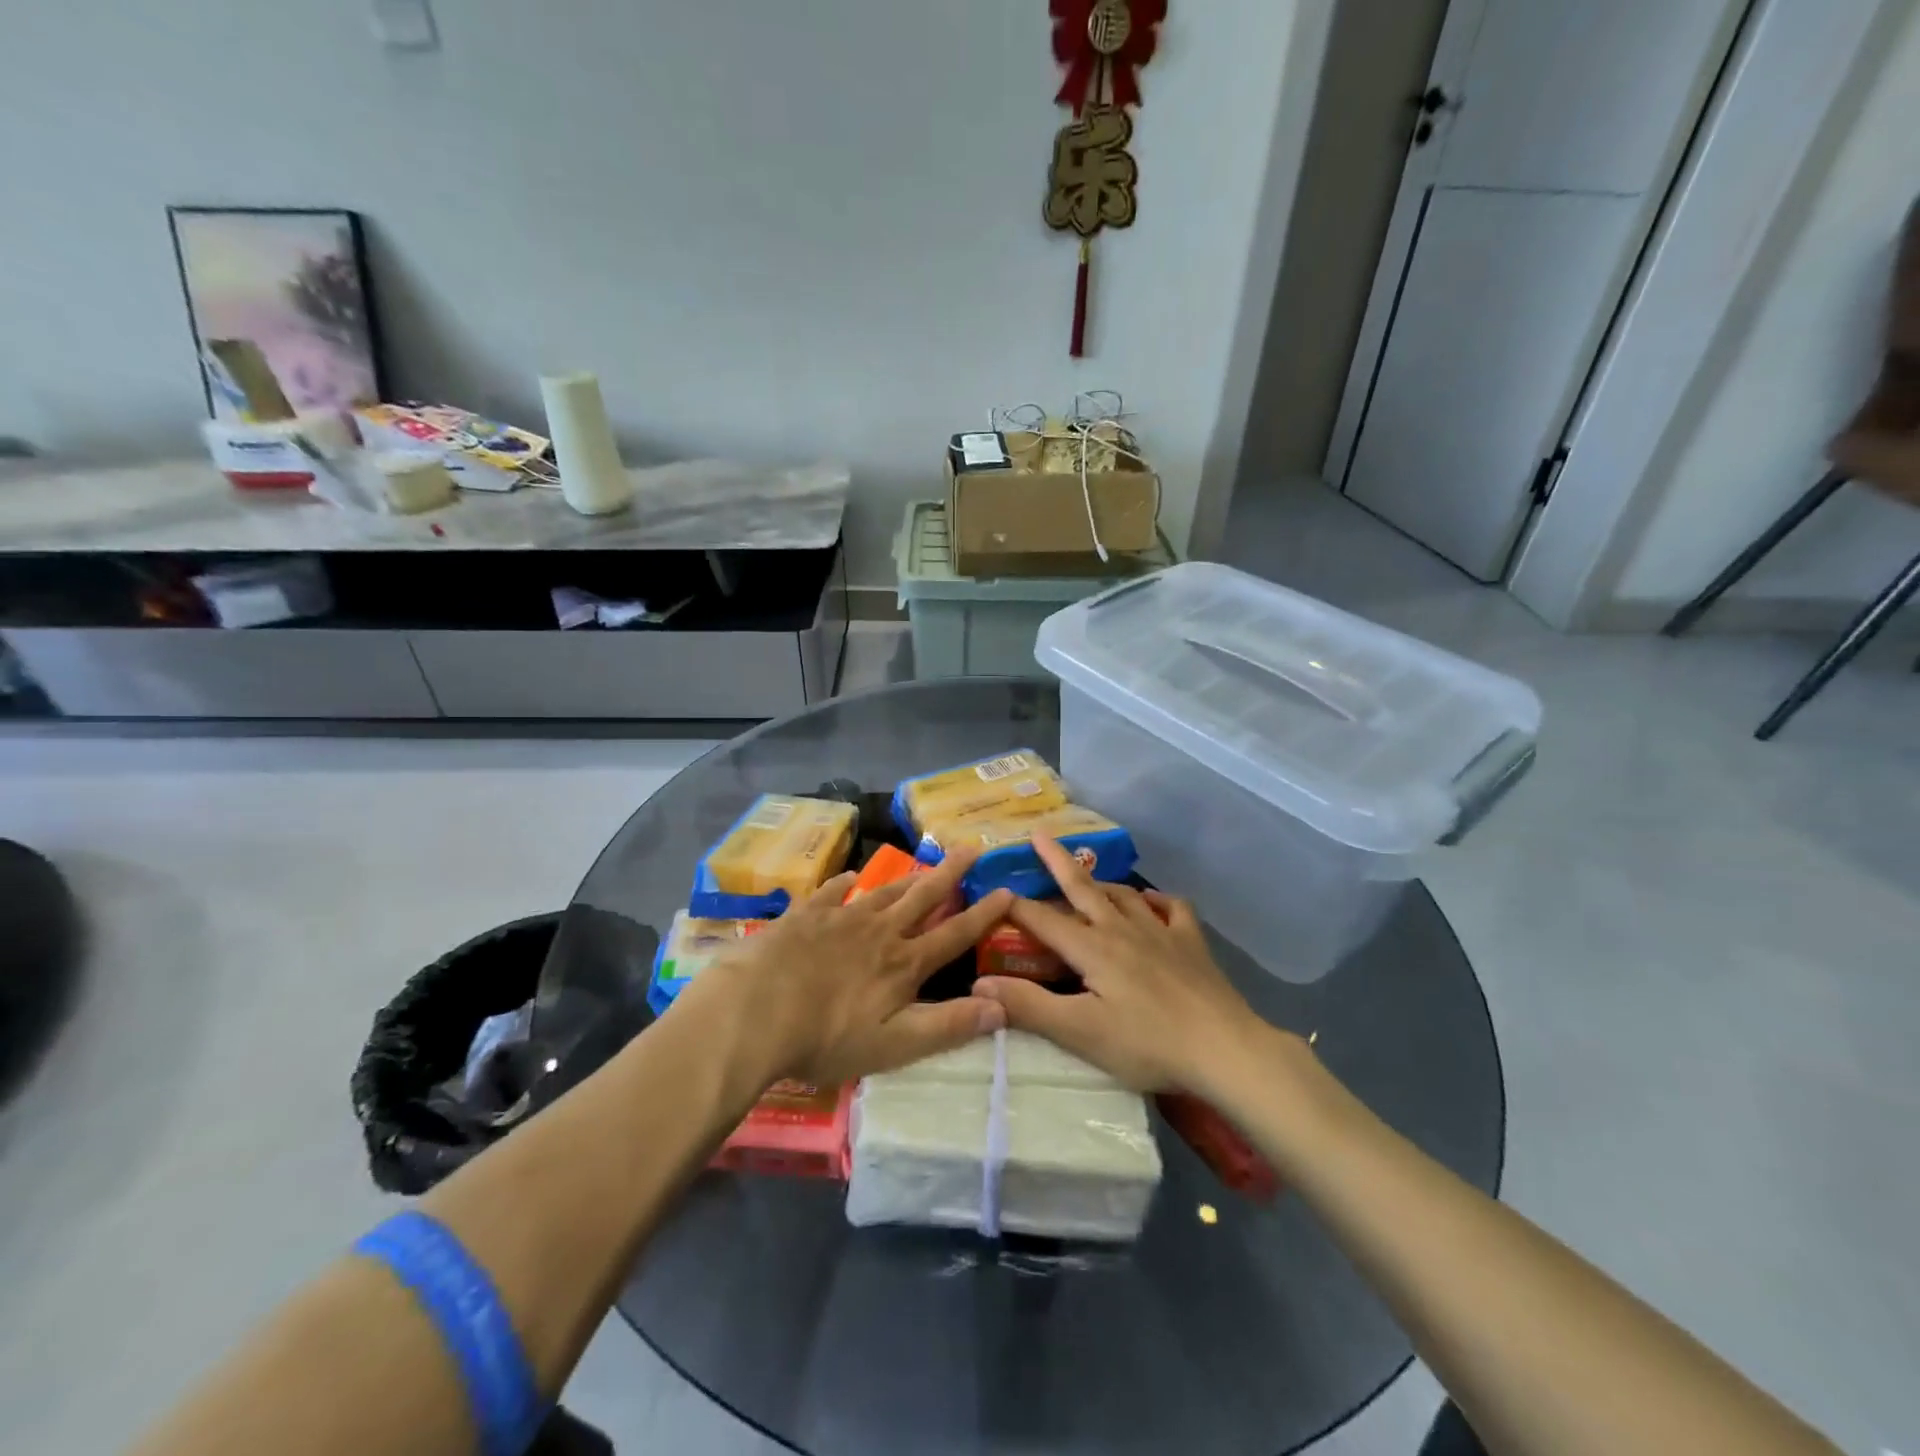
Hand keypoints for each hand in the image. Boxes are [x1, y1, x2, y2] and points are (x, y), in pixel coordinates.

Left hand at [682, 849, 1013, 1087]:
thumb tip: (1001, 1007)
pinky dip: (845, 883)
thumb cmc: (826, 1037)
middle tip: (971, 846)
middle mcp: (879, 931)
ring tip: (926, 863)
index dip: (983, 914)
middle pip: (922, 896)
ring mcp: (841, 919)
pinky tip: (850, 878)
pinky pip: (832, 892)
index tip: (1007, 889)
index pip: (954, 934)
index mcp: (903, 963)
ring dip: (908, 876)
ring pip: (884, 890)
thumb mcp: (894, 1045)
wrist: (754, 1012)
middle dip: (950, 873)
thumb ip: (948, 1026)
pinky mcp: (805, 916)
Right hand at [973, 835, 1271, 1093]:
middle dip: (1057, 861)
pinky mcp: (1192, 944)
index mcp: (1093, 948)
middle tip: (1039, 834)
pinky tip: (1153, 901)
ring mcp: (1161, 932)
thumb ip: (1029, 1006)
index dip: (1015, 906)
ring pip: (1124, 894)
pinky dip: (1158, 900)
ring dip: (1101, 881)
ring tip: (1088, 876)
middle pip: (1083, 887)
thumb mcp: (1080, 1032)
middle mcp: (1122, 929)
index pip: (1044, 920)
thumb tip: (979, 983)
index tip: (993, 891)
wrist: (1224, 1048)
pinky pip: (1173, 908)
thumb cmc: (1147, 1043)